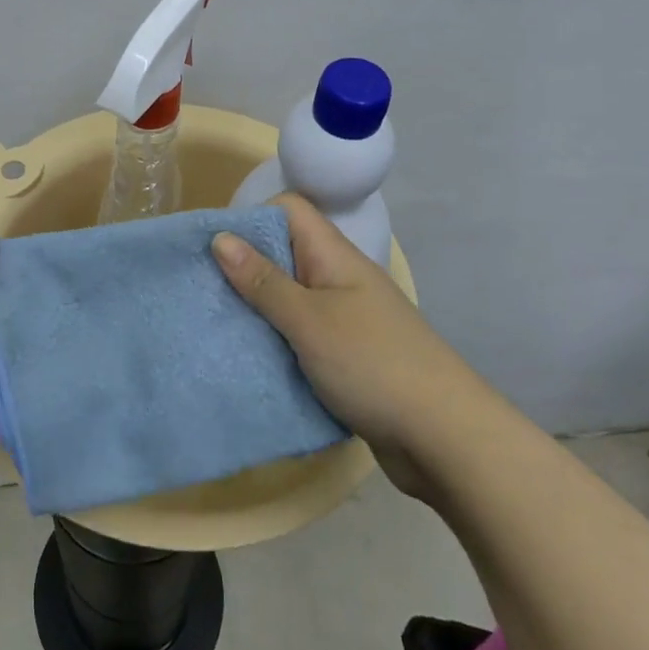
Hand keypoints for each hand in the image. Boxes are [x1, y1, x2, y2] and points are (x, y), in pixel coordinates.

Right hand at [212, 194, 456, 497]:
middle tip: (203, 291)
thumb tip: (220, 237)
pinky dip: (276, 343)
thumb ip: (264, 281)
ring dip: (257, 310)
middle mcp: (339, 280)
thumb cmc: (373, 365)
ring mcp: (345, 320)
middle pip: (285, 254)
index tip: (214, 249)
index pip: (289, 210)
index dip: (252, 219)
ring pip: (290, 298)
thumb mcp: (309, 321)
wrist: (445, 439)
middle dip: (244, 268)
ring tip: (217, 325)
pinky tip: (250, 360)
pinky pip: (300, 336)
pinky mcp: (346, 357)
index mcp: (335, 257)